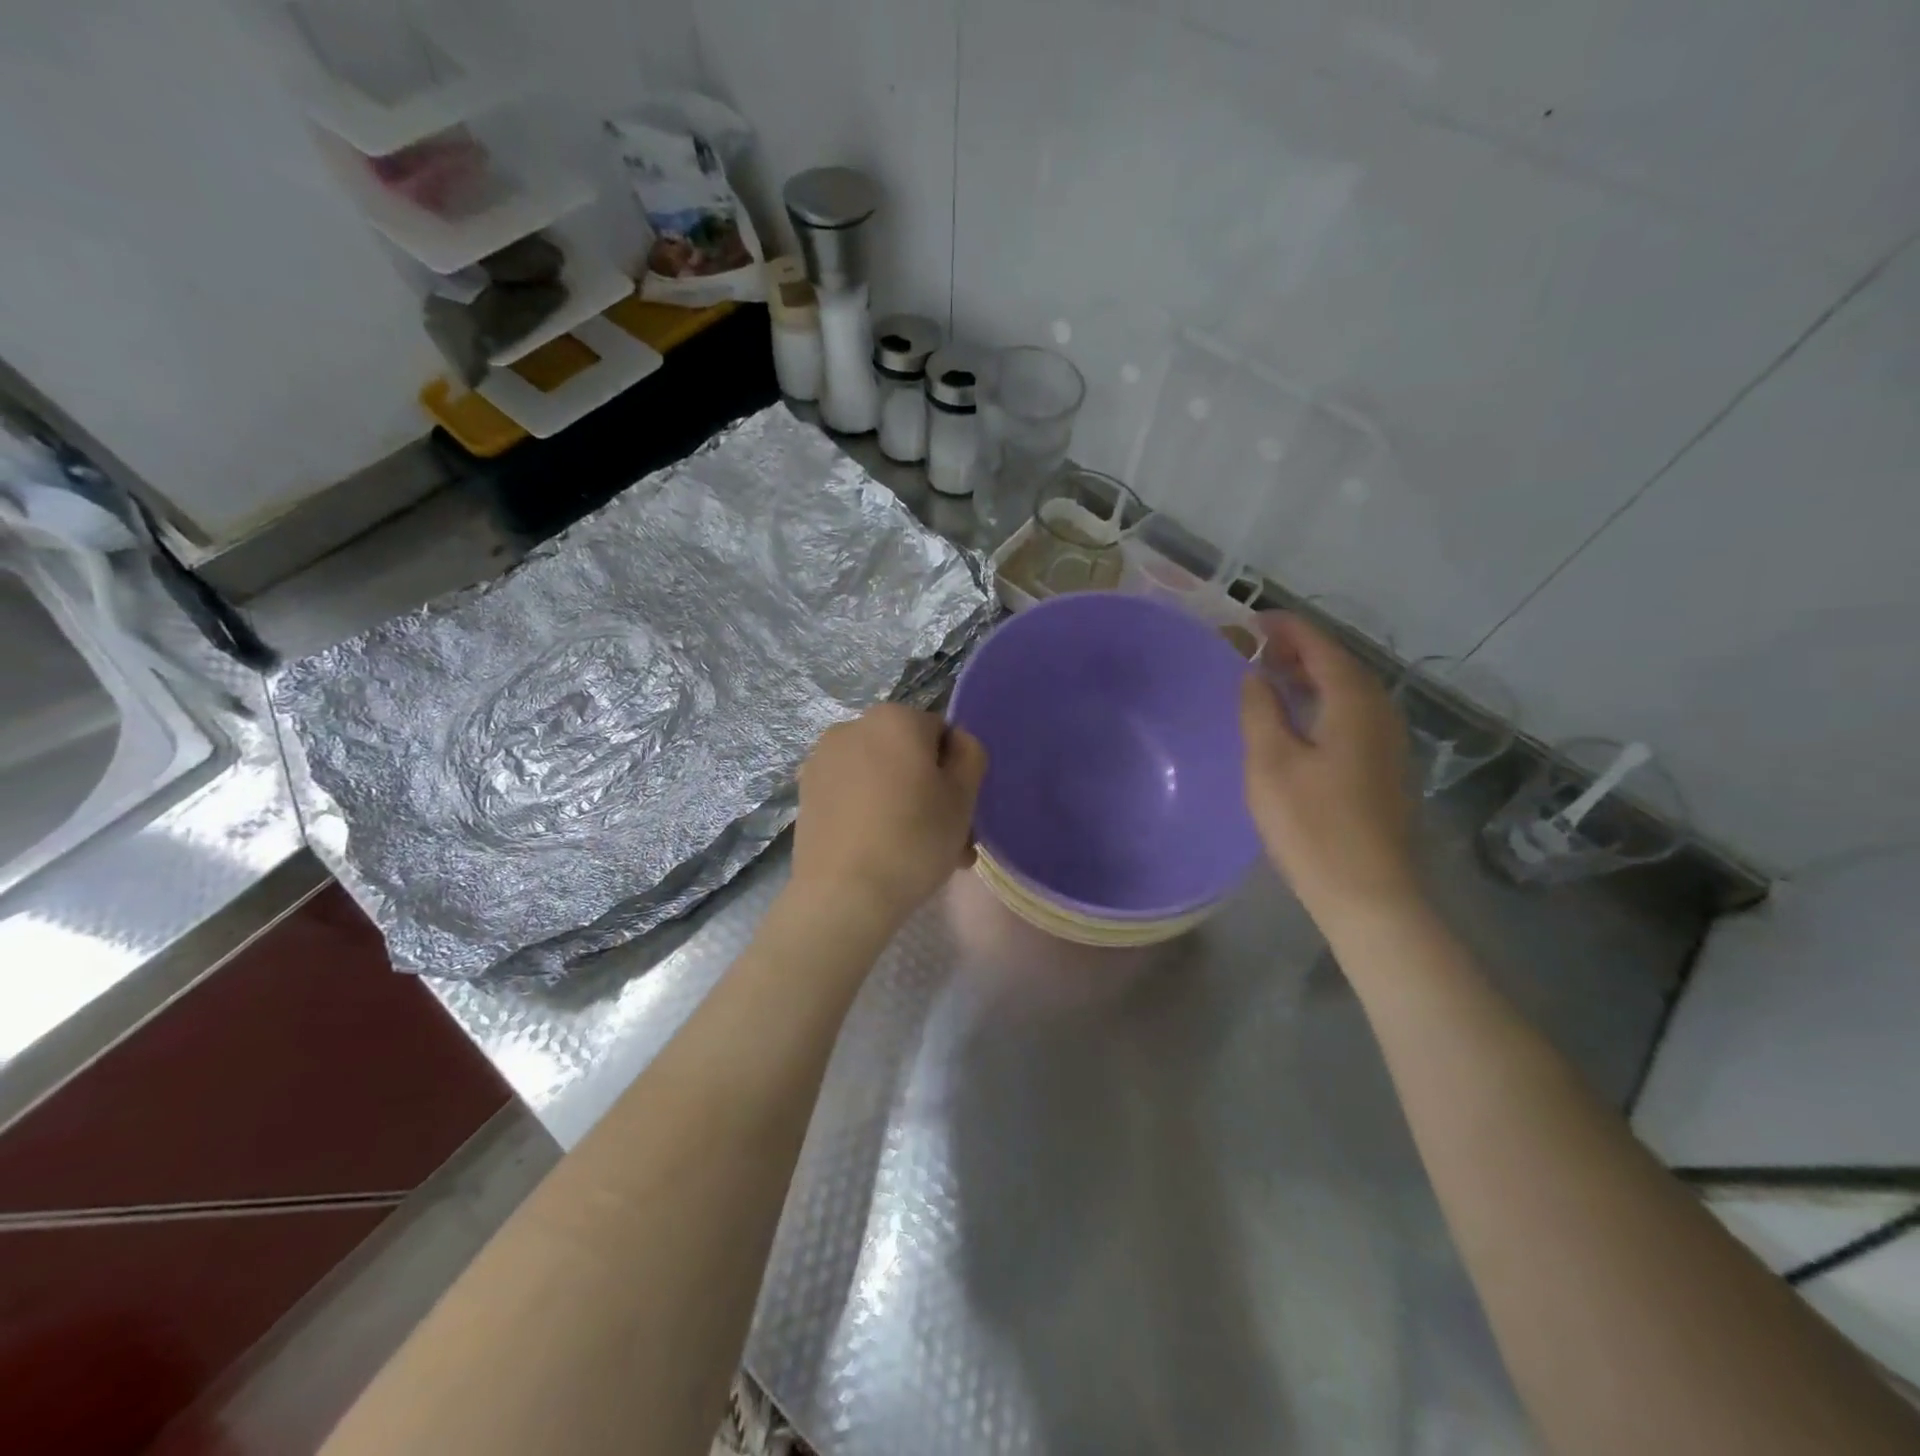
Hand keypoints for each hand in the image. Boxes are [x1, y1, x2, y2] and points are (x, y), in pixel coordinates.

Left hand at [791, 704, 988, 929]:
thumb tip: (956, 742)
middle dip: (930, 792)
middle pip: (908, 756)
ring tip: (917, 854)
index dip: (956, 773)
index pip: (941, 735)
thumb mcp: (963, 796)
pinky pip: (852, 794)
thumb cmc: (914, 839)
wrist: (843, 894)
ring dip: (903, 805)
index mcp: (894, 718)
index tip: (961, 813)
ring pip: (880, 777)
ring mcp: (823, 760)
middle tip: (947, 841)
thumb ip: (970, 755)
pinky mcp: (806, 793)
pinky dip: (870, 813)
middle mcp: (852, 727)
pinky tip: (880, 851)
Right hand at [1240, 614, 1419, 917]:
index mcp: (1354, 702)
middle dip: (1299, 650)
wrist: (1368, 893)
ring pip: (1348, 691)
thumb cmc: (1312, 825)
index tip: (1252, 619)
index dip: (1287, 628)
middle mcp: (1380, 712)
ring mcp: (1388, 741)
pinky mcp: (1384, 767)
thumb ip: (1260, 709)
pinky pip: (1352, 715)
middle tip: (1255, 647)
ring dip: (1311, 677)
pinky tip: (1299, 719)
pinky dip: (1322, 702)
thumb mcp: (1270, 763)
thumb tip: (1255, 674)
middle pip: (1340, 664)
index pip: (1321, 646)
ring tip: (1271, 677)